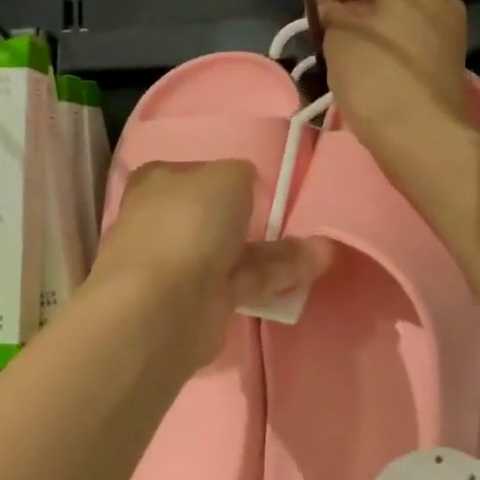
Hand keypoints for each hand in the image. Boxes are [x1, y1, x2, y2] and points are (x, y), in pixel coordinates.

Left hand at [88, 160, 329, 370]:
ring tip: (323, 249)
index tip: (255, 185)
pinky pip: (244, 282)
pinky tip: (314, 268)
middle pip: (212, 217)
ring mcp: (179, 266)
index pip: (191, 174)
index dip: (222, 178)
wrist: (164, 304)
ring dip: (276, 251)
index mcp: (155, 184)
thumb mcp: (226, 176)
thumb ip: (242, 175)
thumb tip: (245, 182)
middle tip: (293, 220)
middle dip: (252, 219)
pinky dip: (277, 275)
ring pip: (233, 252)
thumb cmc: (189, 222)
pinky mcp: (201, 303)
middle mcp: (162, 223)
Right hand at [318, 0, 470, 170]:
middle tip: (325, 31)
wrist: (420, 134)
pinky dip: (388, 50)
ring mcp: (450, 32)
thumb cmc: (374, 76)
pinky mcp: (450, 62)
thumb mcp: (338, 37)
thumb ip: (332, 14)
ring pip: (398, 22)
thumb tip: (333, 10)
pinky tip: (368, 69)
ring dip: (370, 31)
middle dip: (353, 10)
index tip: (310, 9)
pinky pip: (410, 45)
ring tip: (342, 53)